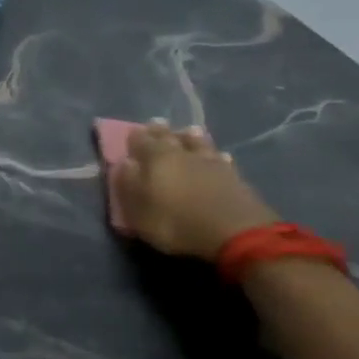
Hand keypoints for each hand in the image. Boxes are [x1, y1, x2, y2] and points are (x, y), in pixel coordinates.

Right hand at [114, 123, 278, 259]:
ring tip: (187, 132)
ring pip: (198, 143)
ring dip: (190, 137)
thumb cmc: (176, 222)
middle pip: (170, 137)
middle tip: (156, 125)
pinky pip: (220, 158)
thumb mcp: (139, 211)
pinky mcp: (234, 176)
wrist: (235, 232)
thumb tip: (123, 163)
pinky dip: (214, 155)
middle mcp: (183, 153)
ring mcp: (211, 162)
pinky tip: (218, 156)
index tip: (131, 133)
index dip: (134, 137)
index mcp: (155, 158)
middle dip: (161, 131)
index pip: (140, 140)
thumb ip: (127, 185)